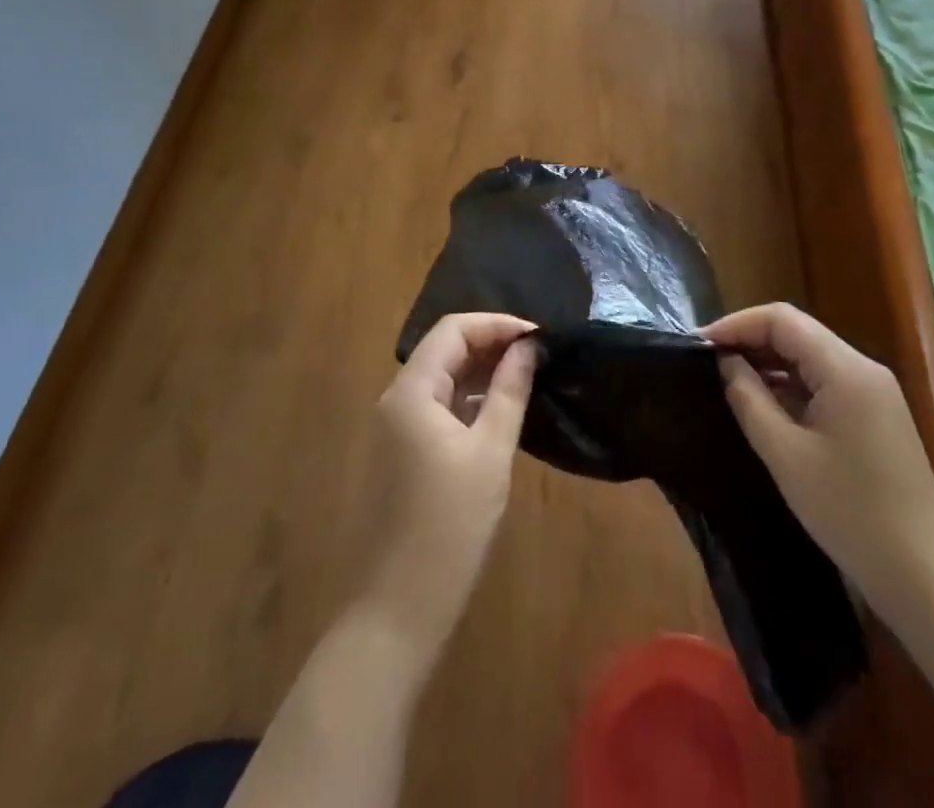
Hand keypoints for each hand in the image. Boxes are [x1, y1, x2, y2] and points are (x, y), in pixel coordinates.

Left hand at [359, 313, 538, 657]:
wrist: (397, 609)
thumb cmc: (450, 527)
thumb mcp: (491, 453)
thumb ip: (509, 391)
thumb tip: (529, 346)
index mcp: (411, 391)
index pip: (453, 329)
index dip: (496, 324)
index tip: (538, 336)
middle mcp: (396, 399)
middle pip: (445, 349)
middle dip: (491, 343)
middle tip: (538, 354)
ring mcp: (395, 427)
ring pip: (442, 378)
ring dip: (481, 370)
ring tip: (527, 375)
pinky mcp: (401, 452)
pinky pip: (437, 406)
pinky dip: (468, 398)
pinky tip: (500, 409)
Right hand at [702, 303, 933, 629]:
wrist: (925, 576)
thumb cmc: (850, 513)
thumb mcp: (785, 455)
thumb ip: (749, 399)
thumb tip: (726, 363)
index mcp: (845, 369)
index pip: (782, 319)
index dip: (737, 324)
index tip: (700, 345)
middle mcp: (863, 368)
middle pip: (797, 332)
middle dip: (750, 340)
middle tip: (708, 362)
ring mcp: (874, 391)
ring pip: (810, 356)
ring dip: (769, 362)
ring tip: (727, 380)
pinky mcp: (875, 415)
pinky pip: (824, 381)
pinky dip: (791, 384)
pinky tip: (765, 404)